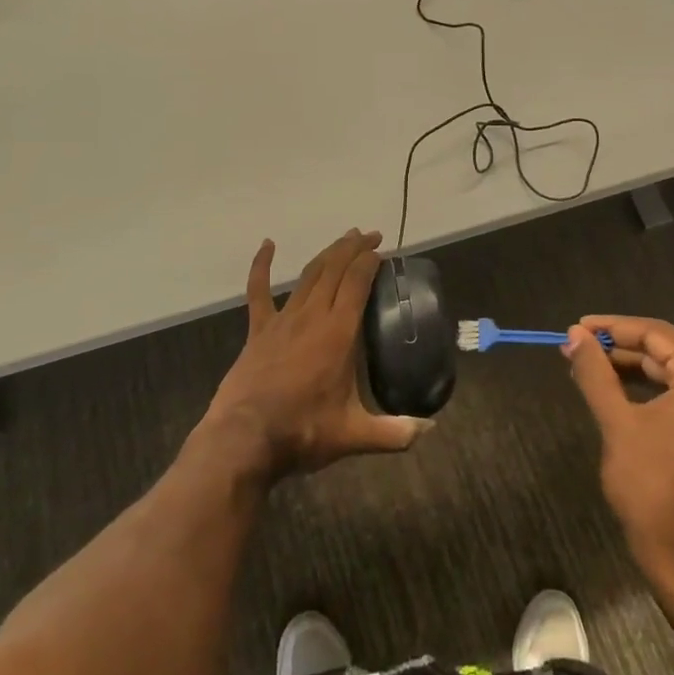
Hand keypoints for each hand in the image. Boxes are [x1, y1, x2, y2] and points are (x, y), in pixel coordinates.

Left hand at [199, 230, 428, 480]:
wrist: (244, 439)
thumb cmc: (302, 432)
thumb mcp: (354, 435)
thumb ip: (395, 432)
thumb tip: (430, 430)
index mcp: (339, 333)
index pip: (357, 282)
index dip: (370, 261)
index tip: (382, 251)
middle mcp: (312, 316)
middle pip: (335, 270)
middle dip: (353, 248)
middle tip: (370, 235)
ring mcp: (283, 320)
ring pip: (308, 275)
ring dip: (327, 254)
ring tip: (343, 240)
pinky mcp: (259, 330)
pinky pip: (259, 291)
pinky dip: (262, 265)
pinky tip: (267, 244)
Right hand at [563, 316, 673, 579]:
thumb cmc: (651, 485)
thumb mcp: (617, 422)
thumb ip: (596, 372)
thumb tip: (574, 335)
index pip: (657, 335)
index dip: (614, 326)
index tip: (577, 328)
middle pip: (666, 352)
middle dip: (619, 347)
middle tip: (577, 347)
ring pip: (671, 373)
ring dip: (630, 368)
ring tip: (588, 366)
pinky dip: (646, 390)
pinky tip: (614, 391)